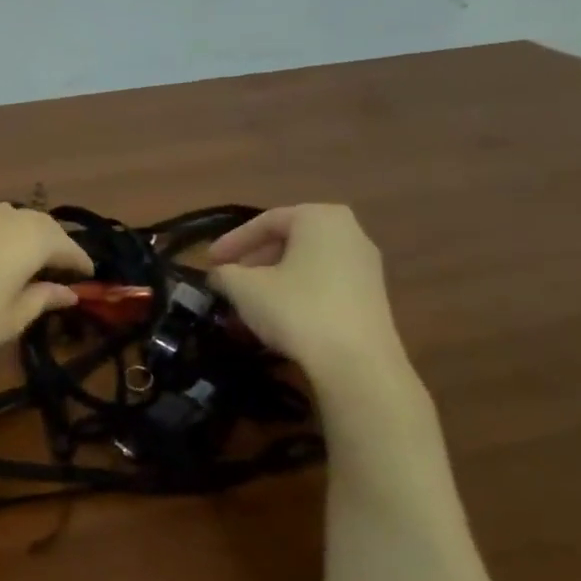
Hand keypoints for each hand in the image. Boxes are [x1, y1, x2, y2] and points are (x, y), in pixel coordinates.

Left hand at [0, 204, 92, 377]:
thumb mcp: (8, 321)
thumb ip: (41, 299)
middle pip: (36, 225)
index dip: (80, 263)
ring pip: (4, 220)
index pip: (65, 245)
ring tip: (22, 266)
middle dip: (52, 245)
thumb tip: (67, 291)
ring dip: (20, 239)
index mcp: (26, 237)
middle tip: (59, 271)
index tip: (89, 278)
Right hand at [207, 204, 404, 378]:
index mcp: (320, 218)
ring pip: (305, 264)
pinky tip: (275, 317)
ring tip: (246, 303)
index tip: (208, 262)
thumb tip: (219, 274)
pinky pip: (322, 283)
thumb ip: (224, 273)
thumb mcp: (244, 288)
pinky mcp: (371, 296)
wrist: (356, 362)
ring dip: (271, 280)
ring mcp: (365, 265)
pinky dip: (294, 293)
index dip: (232, 241)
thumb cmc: (296, 309)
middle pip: (289, 240)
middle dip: (253, 261)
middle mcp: (350, 232)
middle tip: (228, 280)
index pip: (266, 221)